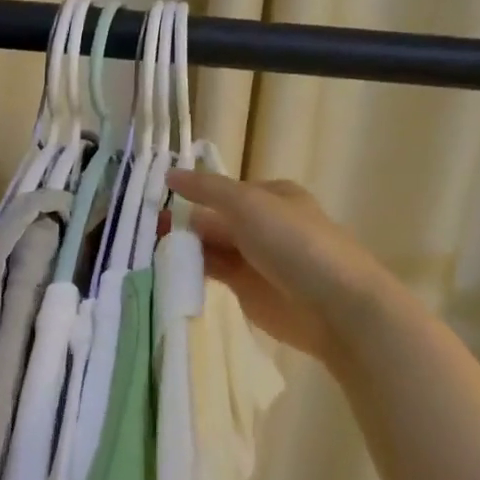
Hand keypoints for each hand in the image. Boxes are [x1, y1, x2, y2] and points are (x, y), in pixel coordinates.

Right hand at [167, 169, 391, 364]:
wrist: (335, 306)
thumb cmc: (295, 243)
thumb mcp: (248, 204)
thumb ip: (207, 190)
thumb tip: (169, 174)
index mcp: (270, 196)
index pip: (221, 192)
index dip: (190, 196)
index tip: (155, 203)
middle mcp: (262, 224)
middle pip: (214, 221)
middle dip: (183, 225)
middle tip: (144, 230)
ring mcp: (255, 259)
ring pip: (211, 248)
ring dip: (184, 249)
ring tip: (147, 250)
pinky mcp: (248, 291)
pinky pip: (214, 275)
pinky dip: (192, 272)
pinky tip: (167, 271)